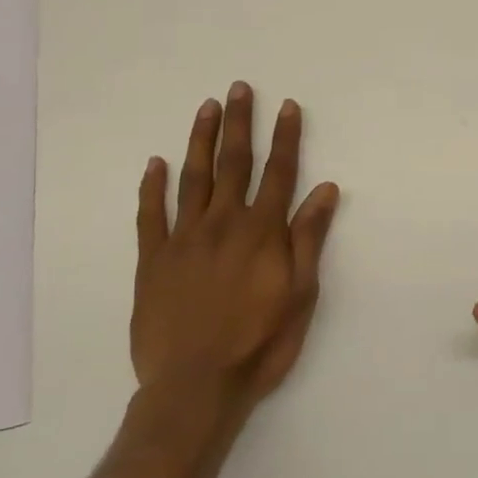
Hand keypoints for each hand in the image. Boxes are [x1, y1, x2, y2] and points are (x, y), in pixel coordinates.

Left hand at [125, 83, 340, 473]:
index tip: (287, 106)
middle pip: (234, 162)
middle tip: (239, 88)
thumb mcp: (300, 295)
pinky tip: (155, 163)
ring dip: (201, 139)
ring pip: (193, 177)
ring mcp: (184, 238)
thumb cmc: (259, 343)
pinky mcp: (153, 260)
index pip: (278, 172)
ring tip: (206, 107)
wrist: (195, 388)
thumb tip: (325, 189)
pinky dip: (153, 187)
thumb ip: (309, 238)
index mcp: (262, 231)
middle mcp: (224, 223)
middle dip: (239, 123)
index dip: (285, 137)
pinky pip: (151, 215)